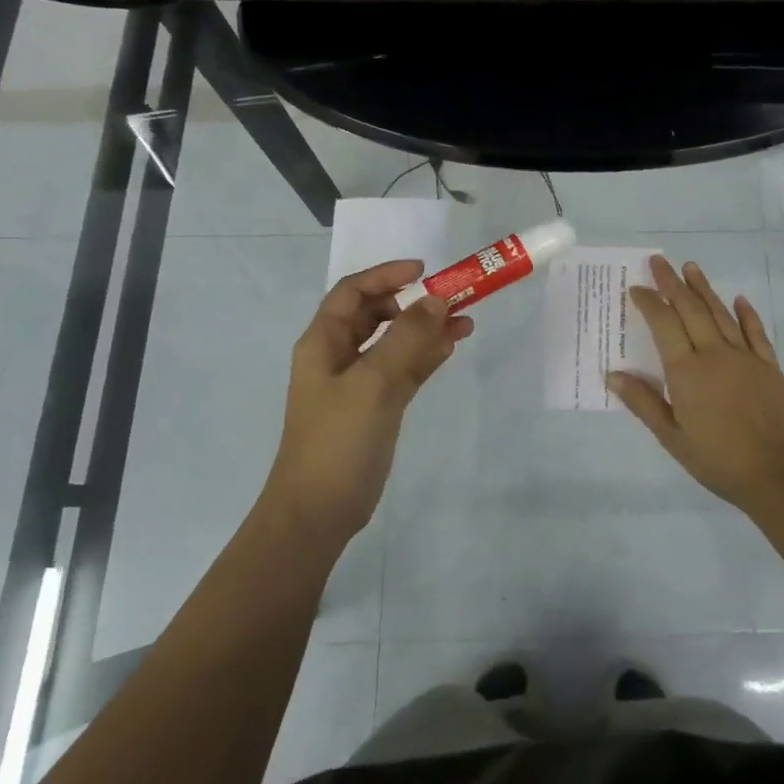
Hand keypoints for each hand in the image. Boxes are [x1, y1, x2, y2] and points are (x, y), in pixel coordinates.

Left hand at [266, 260, 471, 546]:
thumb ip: (406, 338)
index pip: (352, 293)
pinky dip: (425, 356)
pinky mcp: (376, 407)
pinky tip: (451, 347)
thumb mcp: (373, 383)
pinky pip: (403, 370)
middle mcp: (338, 356)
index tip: (424, 270)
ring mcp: (358, 383)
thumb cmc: (337, 440)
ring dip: (425, 329)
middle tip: (452, 298)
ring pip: (394, 342)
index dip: (386, 275)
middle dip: (412, 302)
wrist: (318, 512)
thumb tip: (437, 299)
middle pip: (375, 314)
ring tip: (465, 321)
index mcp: (323, 343)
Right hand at [607, 256, 783, 512]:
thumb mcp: (672, 437)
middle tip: (659, 261)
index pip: (664, 324)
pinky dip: (746, 313)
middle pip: (690, 309)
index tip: (636, 288)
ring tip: (691, 267)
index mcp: (687, 371)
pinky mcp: (769, 365)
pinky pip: (756, 332)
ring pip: (721, 313)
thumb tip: (612, 375)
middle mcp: (715, 354)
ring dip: (704, 289)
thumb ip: (643, 402)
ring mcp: (745, 356)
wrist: (778, 473)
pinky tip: (738, 299)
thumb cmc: (718, 459)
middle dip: (673, 283)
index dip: (650, 302)